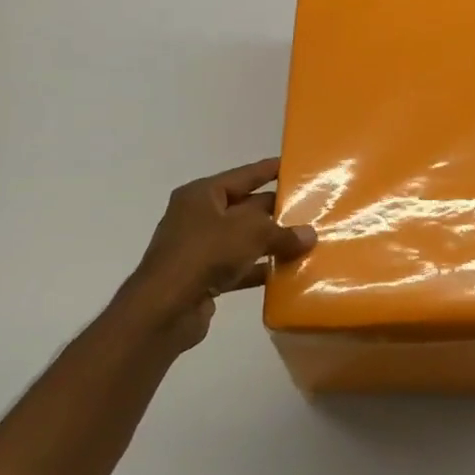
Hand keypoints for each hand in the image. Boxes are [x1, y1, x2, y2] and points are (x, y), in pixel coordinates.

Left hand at [117, 158, 315, 353]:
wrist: (164, 308)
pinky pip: (239, 267)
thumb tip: (310, 235)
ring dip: (271, 243)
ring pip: (243, 240)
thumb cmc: (205, 253)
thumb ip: (282, 233)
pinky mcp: (203, 277)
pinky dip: (260, 269)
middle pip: (245, 208)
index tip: (293, 166)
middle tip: (311, 209)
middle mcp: (198, 217)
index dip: (268, 170)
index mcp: (202, 195)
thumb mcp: (250, 233)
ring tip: (307, 242)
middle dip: (275, 211)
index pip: (243, 175)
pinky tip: (287, 274)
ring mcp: (199, 249)